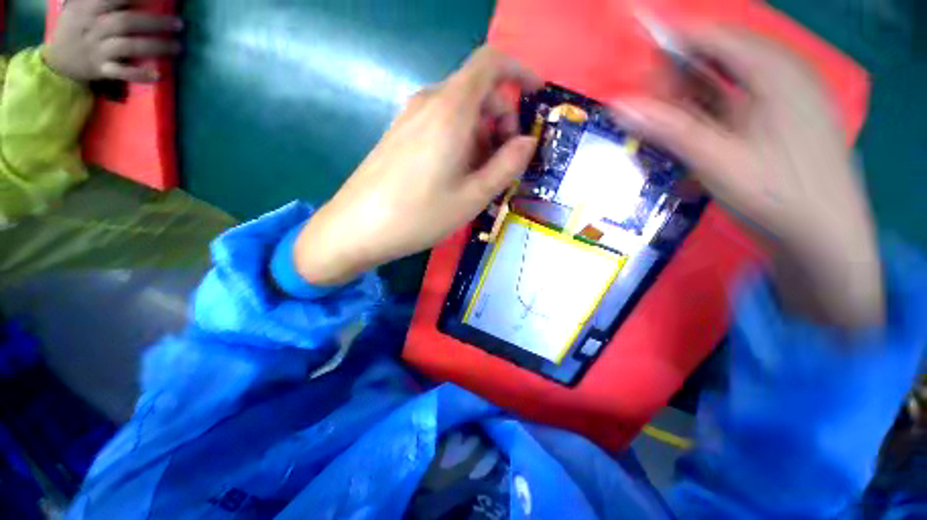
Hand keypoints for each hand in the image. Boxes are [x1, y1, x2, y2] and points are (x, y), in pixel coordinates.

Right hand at [44, 0, 182, 83]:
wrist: (58, 58)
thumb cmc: (79, 25)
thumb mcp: (85, 4)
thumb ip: (108, 0)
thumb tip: (140, 0)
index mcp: (91, 7)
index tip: (164, 0)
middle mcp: (95, 27)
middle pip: (127, 22)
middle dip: (155, 22)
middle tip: (179, 24)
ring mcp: (98, 50)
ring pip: (128, 46)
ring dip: (155, 46)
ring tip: (178, 47)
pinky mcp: (101, 70)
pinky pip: (122, 73)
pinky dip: (140, 74)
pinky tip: (158, 75)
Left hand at [295, 46, 541, 284]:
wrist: (358, 228)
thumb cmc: (420, 215)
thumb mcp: (473, 196)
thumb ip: (506, 165)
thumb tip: (527, 142)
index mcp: (451, 111)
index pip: (490, 64)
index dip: (518, 72)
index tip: (535, 95)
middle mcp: (428, 103)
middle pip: (476, 90)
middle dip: (501, 117)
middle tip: (506, 158)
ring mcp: (409, 118)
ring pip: (458, 110)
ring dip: (480, 133)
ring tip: (481, 174)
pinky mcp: (398, 134)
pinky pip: (438, 124)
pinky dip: (459, 139)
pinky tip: (455, 173)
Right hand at [614, 28, 882, 329]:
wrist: (824, 235)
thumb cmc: (774, 193)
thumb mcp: (714, 159)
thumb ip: (667, 127)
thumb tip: (618, 105)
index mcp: (772, 69)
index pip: (710, 35)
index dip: (668, 45)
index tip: (635, 71)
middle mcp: (783, 71)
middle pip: (718, 54)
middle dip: (678, 76)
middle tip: (648, 108)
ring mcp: (787, 94)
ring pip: (728, 78)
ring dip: (692, 96)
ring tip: (665, 124)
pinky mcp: (784, 117)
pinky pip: (739, 98)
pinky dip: (711, 110)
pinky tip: (695, 134)